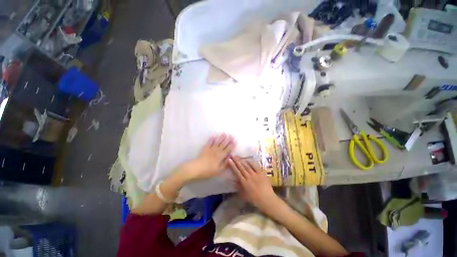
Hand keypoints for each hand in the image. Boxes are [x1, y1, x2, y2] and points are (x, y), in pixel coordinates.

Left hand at [182, 134, 235, 180]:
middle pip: (223, 145)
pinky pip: (209, 143)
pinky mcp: (205, 149)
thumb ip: (225, 163)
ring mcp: (210, 149)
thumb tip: (230, 157)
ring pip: (217, 142)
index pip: (227, 150)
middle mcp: (216, 151)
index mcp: (220, 156)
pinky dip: (211, 139)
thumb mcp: (218, 170)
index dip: (232, 145)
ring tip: (224, 133)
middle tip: (231, 135)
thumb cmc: (208, 171)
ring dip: (221, 138)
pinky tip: (213, 136)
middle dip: (228, 140)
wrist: (196, 168)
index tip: (235, 141)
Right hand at [228, 157, 278, 213]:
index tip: (229, 160)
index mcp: (244, 183)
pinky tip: (248, 160)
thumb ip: (239, 188)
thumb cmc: (255, 199)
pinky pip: (255, 166)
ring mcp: (255, 174)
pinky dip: (251, 163)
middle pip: (241, 168)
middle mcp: (249, 177)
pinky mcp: (261, 173)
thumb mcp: (244, 195)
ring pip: (247, 166)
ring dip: (242, 161)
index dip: (232, 166)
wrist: (267, 200)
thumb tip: (233, 181)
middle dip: (236, 161)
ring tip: (238, 157)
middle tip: (232, 156)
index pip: (237, 172)